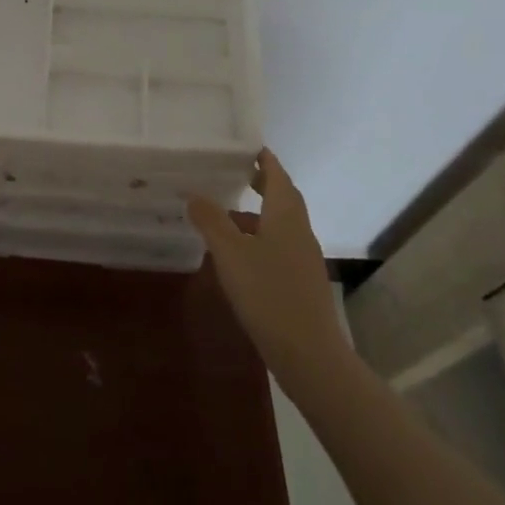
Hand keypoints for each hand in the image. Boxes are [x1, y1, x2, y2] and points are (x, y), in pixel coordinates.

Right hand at [189, 149, 344, 385]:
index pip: (277, 175)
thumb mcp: (230, 253)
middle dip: (263, 183)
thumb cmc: (269, 293)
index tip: (247, 147)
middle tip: (237, 174)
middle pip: (284, 198)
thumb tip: (194, 195)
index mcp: (285, 214)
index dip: (264, 159)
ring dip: (259, 214)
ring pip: (281, 224)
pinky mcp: (303, 284)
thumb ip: (211, 221)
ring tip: (229, 216)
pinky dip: (261, 239)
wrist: (310, 357)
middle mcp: (299, 230)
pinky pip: (281, 247)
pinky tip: (241, 257)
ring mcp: (304, 259)